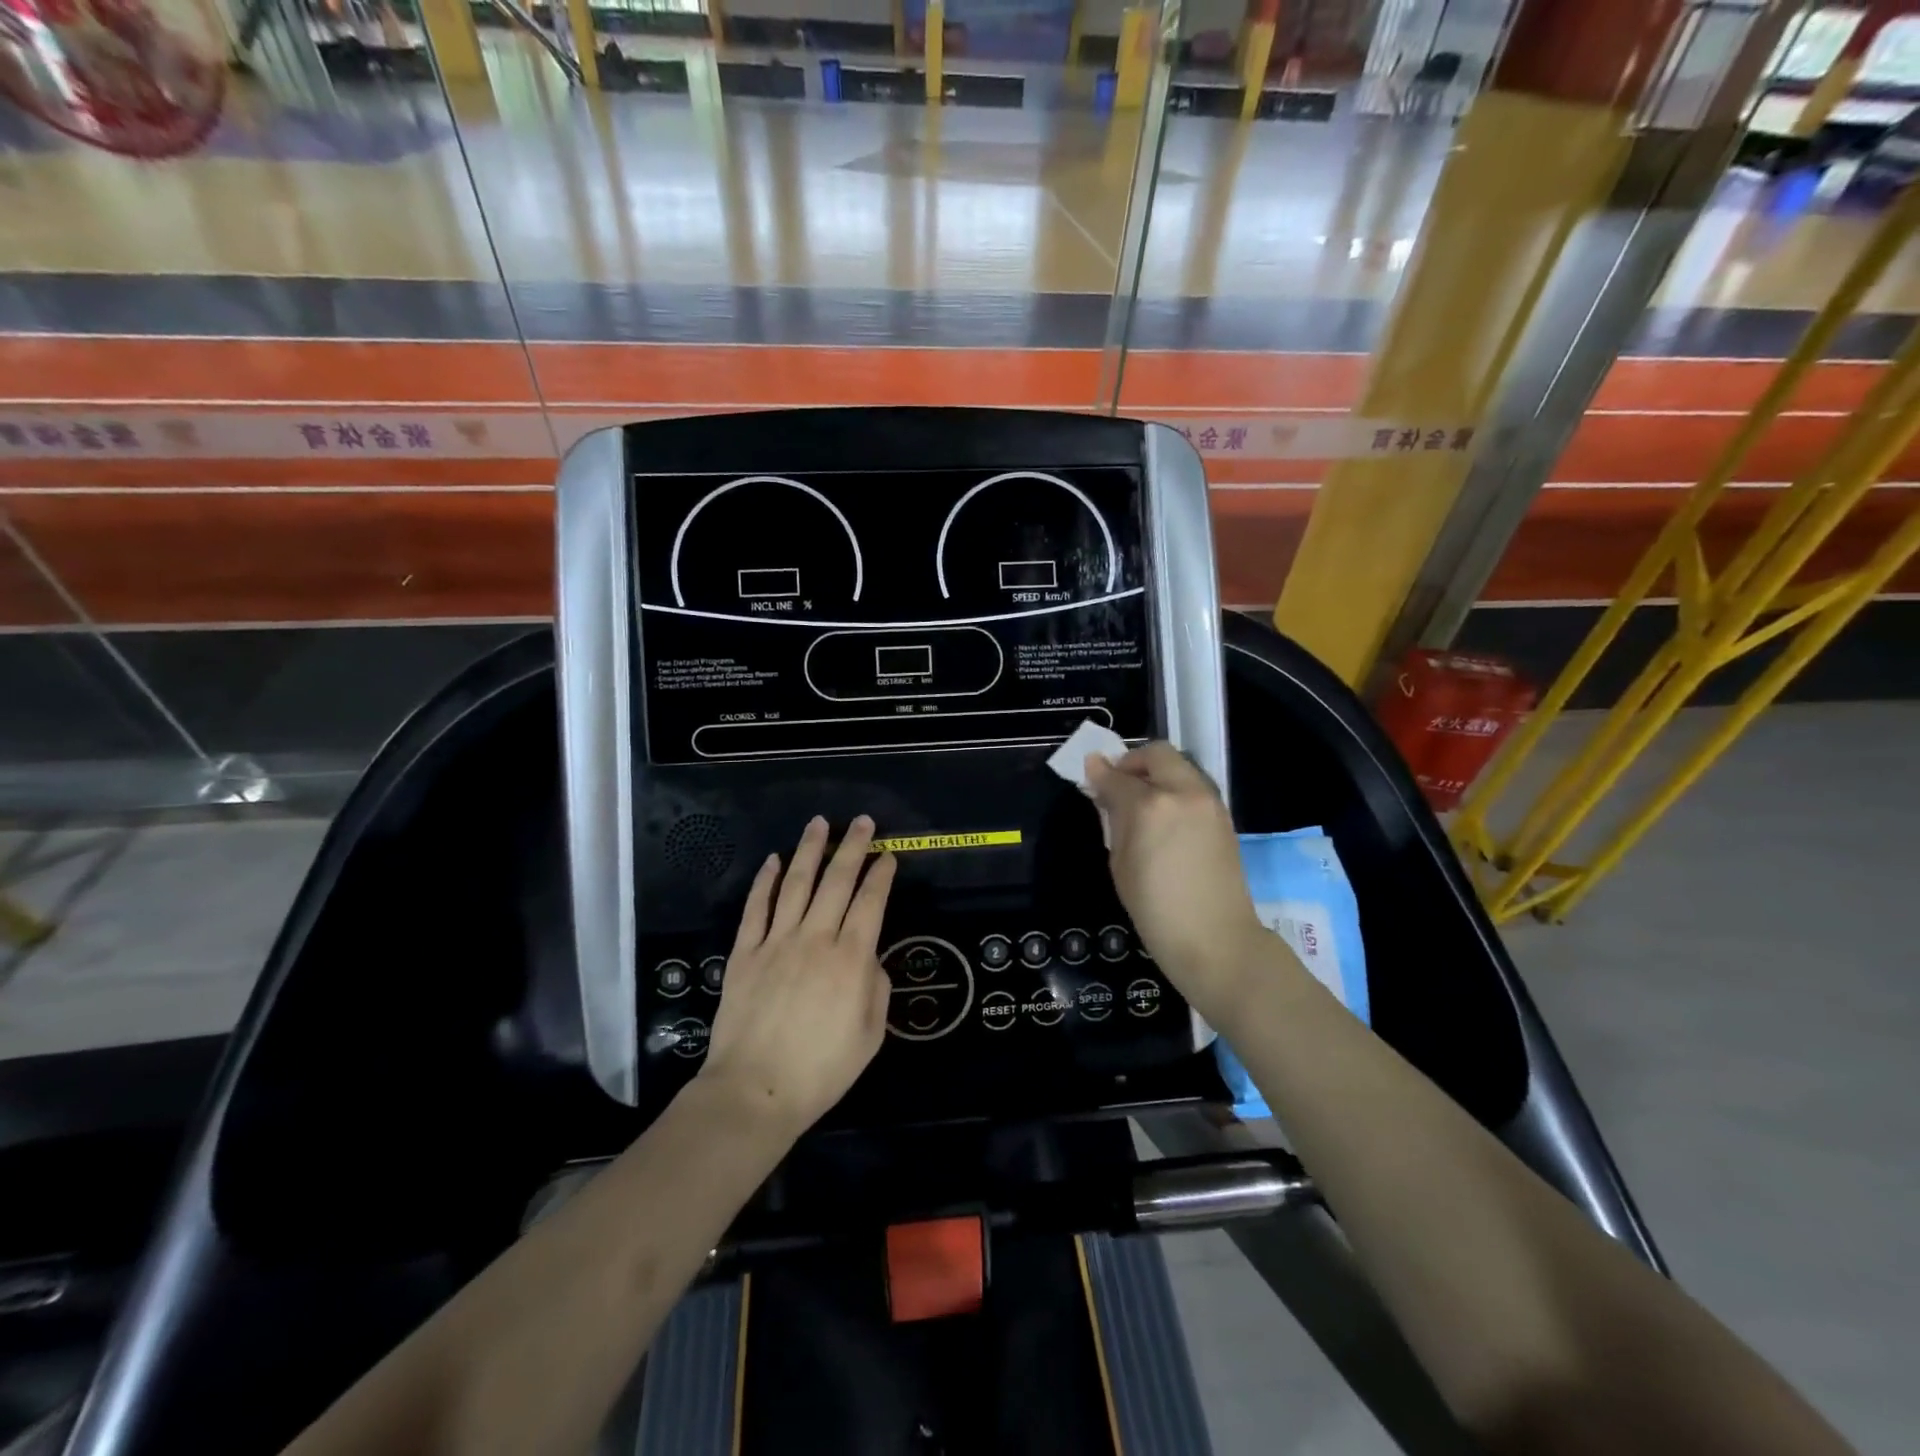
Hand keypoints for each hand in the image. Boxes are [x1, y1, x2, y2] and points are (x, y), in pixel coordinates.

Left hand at [699, 815, 896, 1137]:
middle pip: (837, 881)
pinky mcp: (745, 953)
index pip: (871, 902)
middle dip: (853, 847)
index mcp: (851, 958)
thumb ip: (875, 987)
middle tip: (862, 821)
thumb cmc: (821, 1070)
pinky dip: (765, 881)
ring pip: (796, 883)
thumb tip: (868, 958)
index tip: (888, 856)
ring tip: (819, 823)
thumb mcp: (870, 1035)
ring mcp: (776, 942)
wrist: (754, 1091)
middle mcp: (815, 938)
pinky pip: (756, 908)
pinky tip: (773, 861)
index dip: (881, 875)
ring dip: (810, 850)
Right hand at [1085, 742, 1268, 1018]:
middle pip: (1156, 754)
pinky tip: (1164, 818)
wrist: (1216, 939)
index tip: (1089, 773)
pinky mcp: (1223, 815)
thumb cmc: (1155, 909)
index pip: (1117, 777)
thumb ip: (1113, 817)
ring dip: (1157, 773)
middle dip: (1133, 762)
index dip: (1099, 773)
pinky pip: (1193, 786)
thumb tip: (1102, 787)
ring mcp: (1208, 801)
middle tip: (1118, 784)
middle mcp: (1182, 792)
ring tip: (1141, 803)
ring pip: (1179, 766)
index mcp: (1150, 806)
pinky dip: (1175, 789)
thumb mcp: (1121, 862)